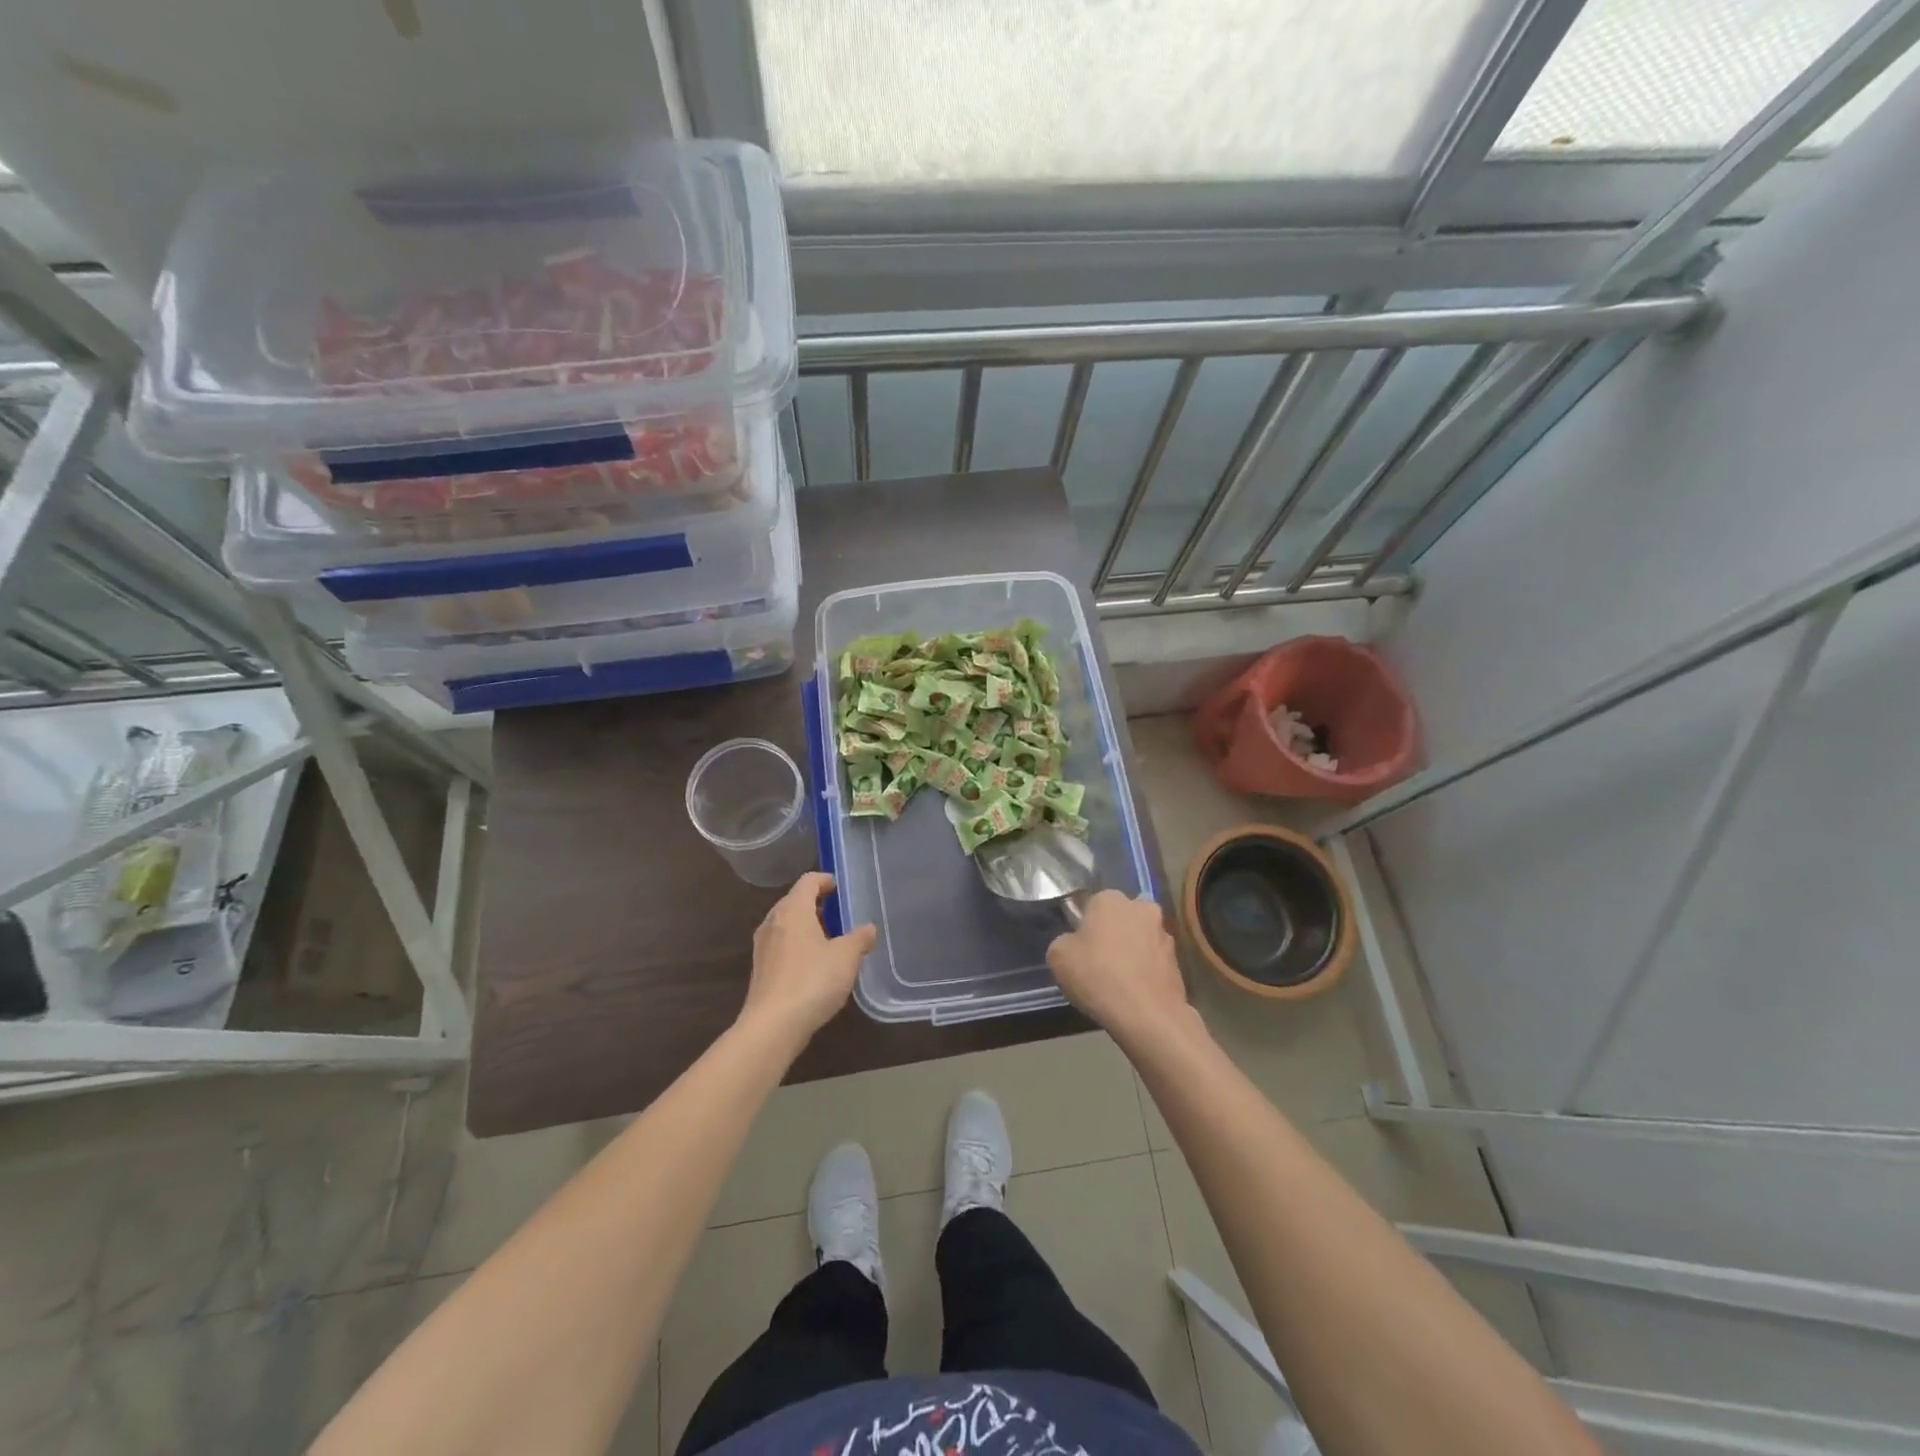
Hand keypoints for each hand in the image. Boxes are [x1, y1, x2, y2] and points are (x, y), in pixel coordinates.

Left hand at [738, 873, 876, 1047]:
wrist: (772, 1026)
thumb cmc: (812, 981)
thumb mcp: (846, 957)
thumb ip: (859, 938)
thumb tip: (868, 929)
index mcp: (793, 910)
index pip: (808, 881)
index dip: (825, 880)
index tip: (840, 888)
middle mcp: (773, 922)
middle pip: (794, 901)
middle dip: (816, 904)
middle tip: (840, 914)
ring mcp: (763, 947)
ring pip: (787, 925)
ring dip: (807, 926)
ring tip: (831, 940)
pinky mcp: (761, 969)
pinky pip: (782, 945)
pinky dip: (798, 945)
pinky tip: (815, 965)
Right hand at [1047, 891, 1191, 1043]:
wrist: (1147, 1016)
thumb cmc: (1097, 976)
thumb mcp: (1057, 956)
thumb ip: (1064, 941)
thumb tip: (1075, 943)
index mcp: (1110, 899)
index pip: (1092, 905)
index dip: (1084, 928)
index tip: (1080, 949)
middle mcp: (1141, 907)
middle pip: (1120, 918)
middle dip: (1112, 934)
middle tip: (1098, 962)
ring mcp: (1164, 934)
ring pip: (1140, 939)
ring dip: (1131, 952)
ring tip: (1119, 982)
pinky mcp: (1178, 961)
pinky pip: (1154, 961)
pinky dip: (1145, 971)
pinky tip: (1135, 993)